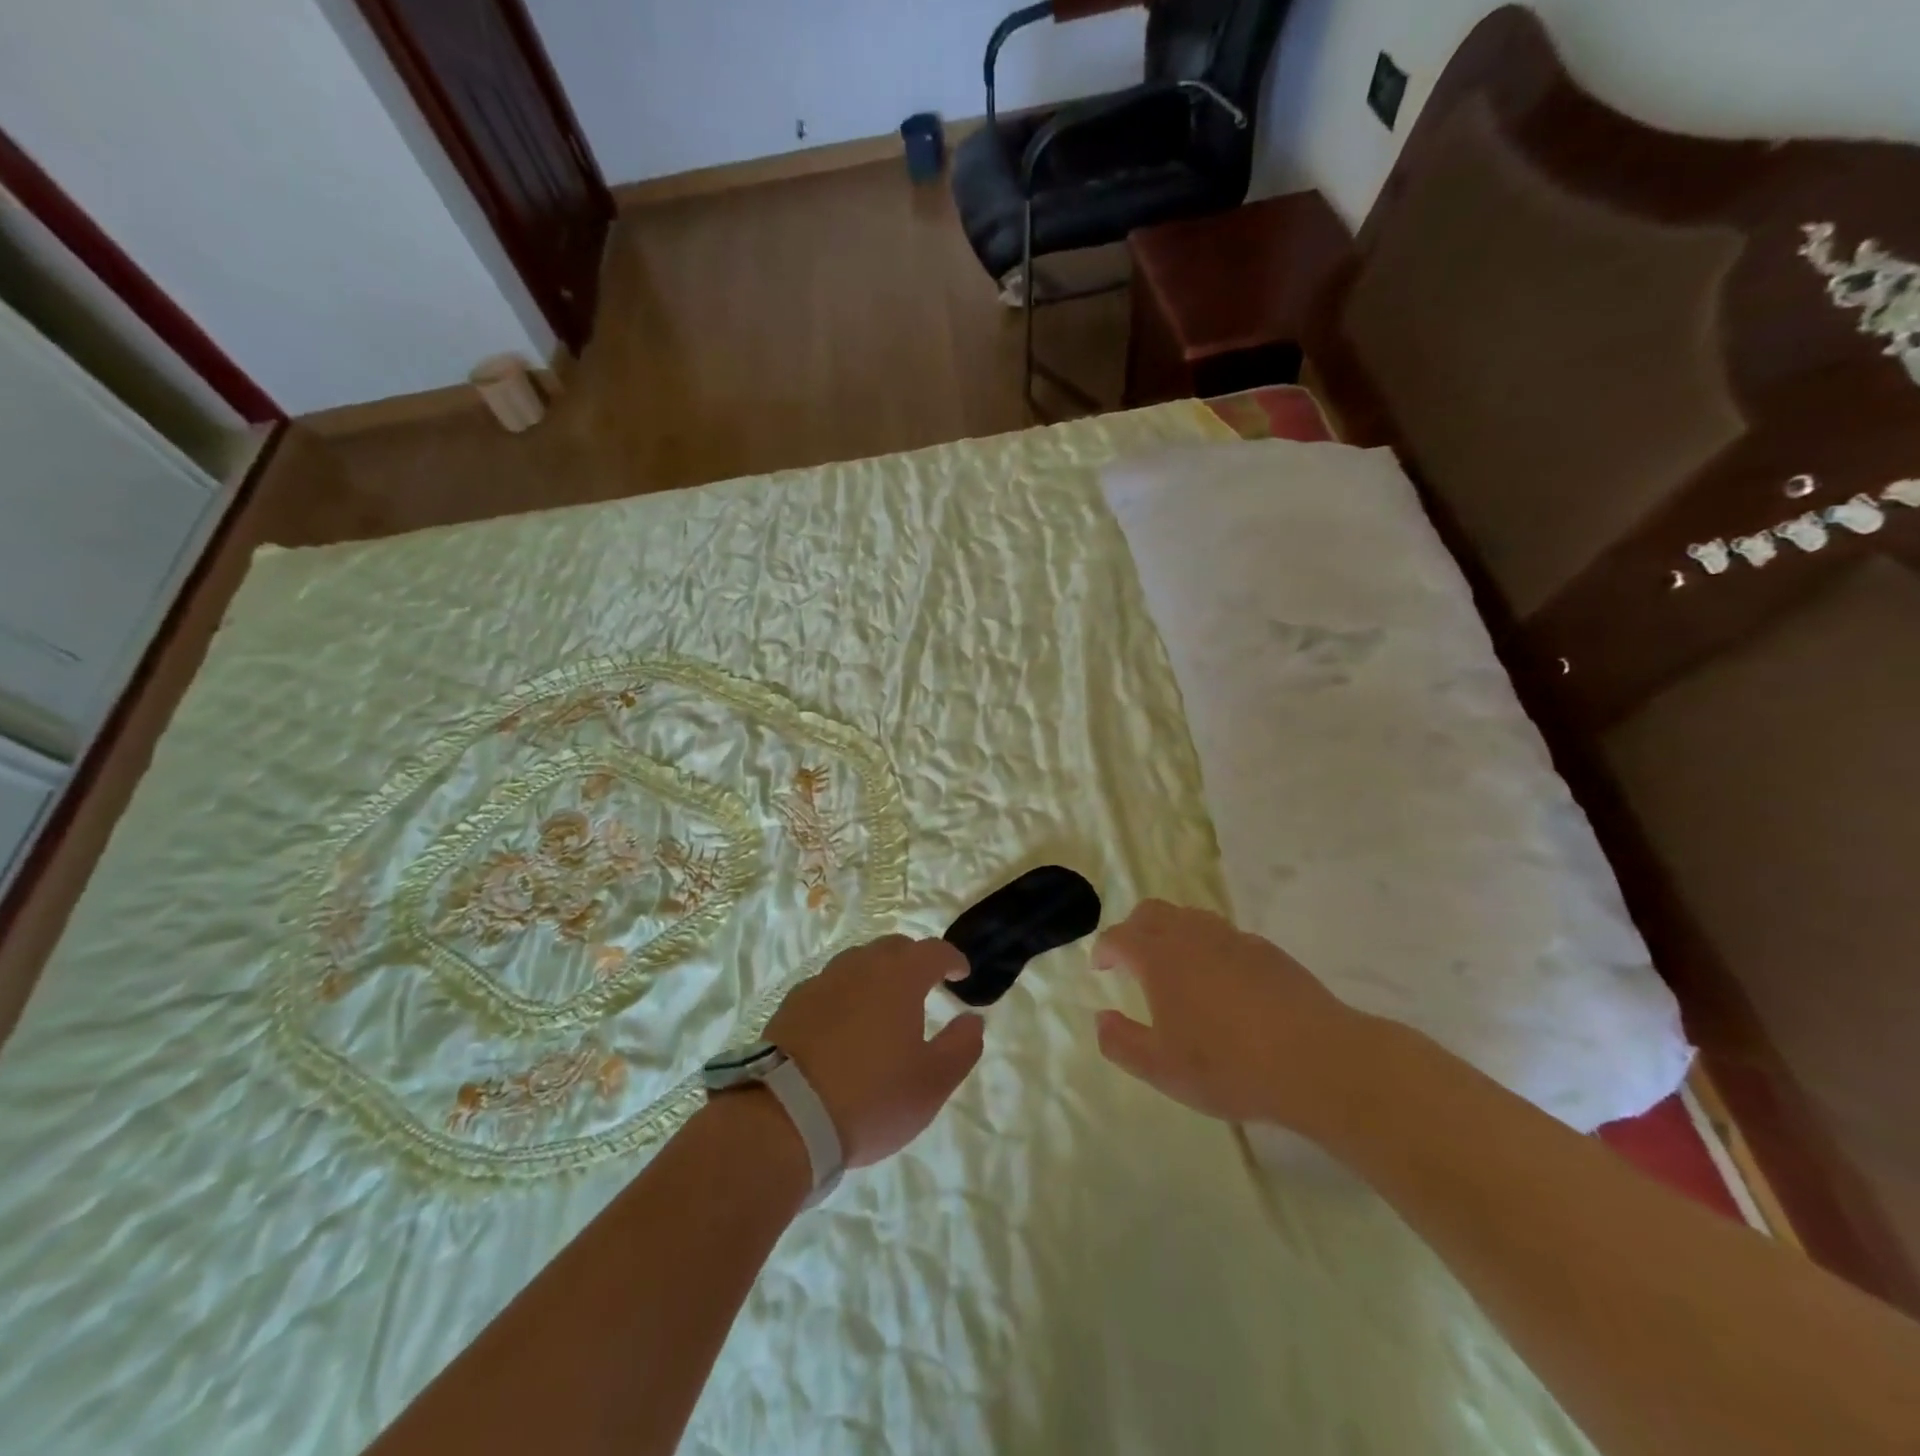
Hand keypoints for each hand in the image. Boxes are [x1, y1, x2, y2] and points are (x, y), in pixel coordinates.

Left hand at [764, 936, 984, 1167]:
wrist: (784, 1117)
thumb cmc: (871, 1098)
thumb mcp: (932, 1083)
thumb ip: (961, 1046)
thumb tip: (973, 1020)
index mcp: (899, 977)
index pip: (933, 951)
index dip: (952, 959)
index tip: (961, 974)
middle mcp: (860, 967)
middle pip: (893, 948)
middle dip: (914, 960)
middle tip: (924, 984)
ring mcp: (821, 982)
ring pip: (857, 962)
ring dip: (876, 974)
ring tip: (883, 1003)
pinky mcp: (792, 1004)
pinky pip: (828, 986)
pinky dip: (844, 994)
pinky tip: (843, 1023)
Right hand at [1093, 900, 1370, 1133]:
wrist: (1316, 1060)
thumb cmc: (1228, 1066)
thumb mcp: (1162, 1069)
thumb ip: (1121, 1042)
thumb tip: (1101, 1019)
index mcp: (1159, 957)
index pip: (1119, 937)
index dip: (1104, 949)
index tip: (1101, 967)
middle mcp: (1191, 936)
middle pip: (1152, 912)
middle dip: (1134, 929)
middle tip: (1132, 959)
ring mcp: (1232, 938)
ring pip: (1190, 917)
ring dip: (1172, 933)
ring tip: (1176, 967)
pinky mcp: (1266, 950)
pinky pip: (1225, 935)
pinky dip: (1209, 947)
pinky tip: (1222, 982)